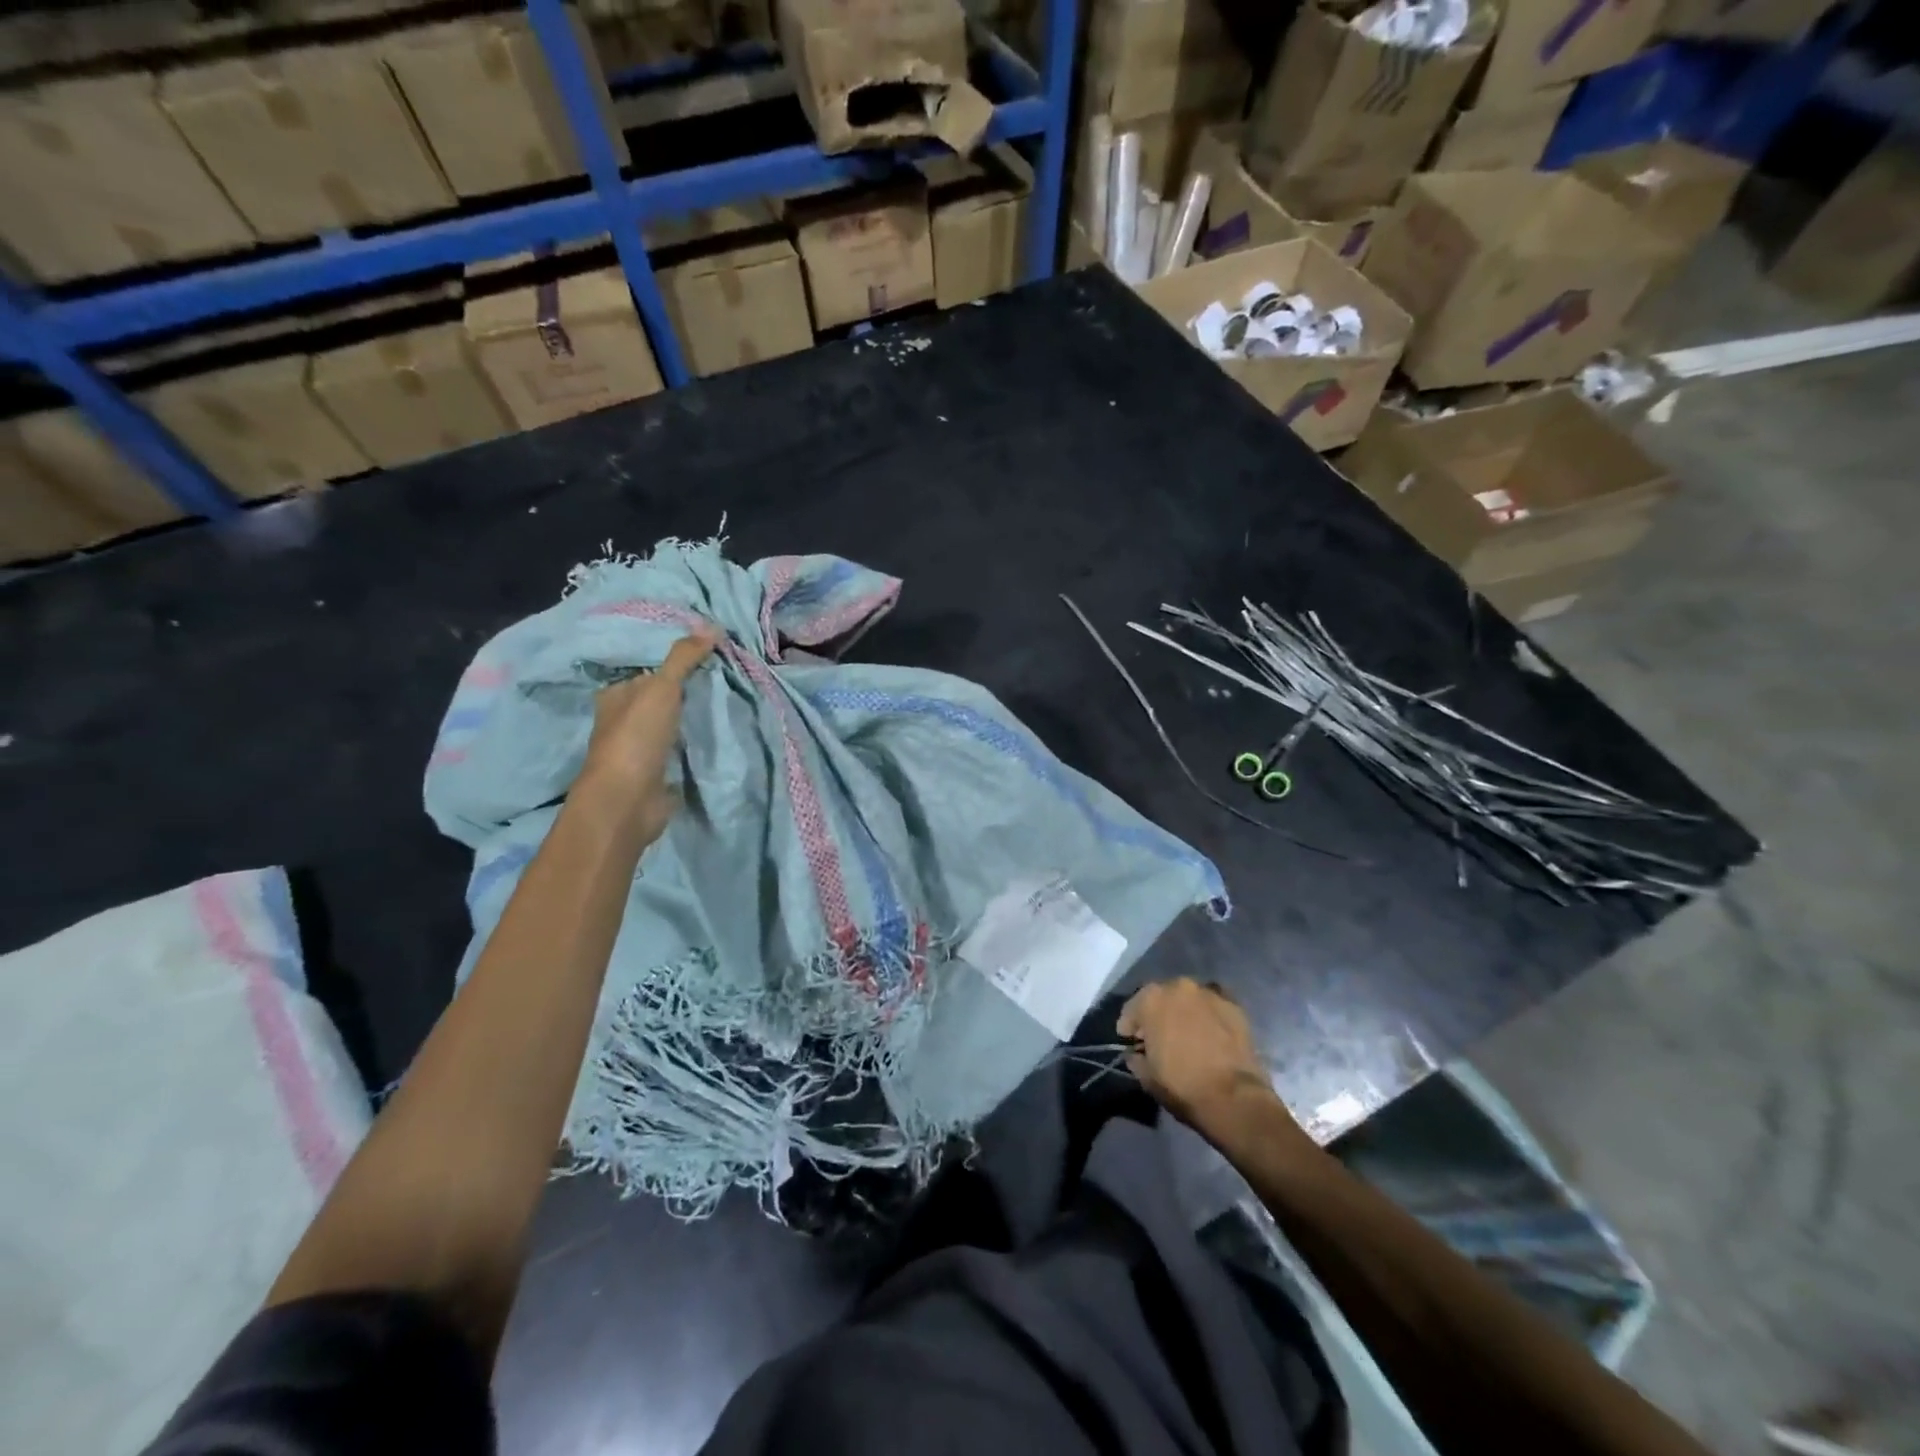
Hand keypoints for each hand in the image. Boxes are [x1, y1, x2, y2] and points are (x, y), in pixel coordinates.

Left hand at [579, 630, 717, 839]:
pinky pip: (681, 752)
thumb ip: (683, 658)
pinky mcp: (656, 775)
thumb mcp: (662, 687)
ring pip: (671, 725)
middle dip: (686, 691)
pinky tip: (718, 738)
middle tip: (726, 678)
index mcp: (615, 696)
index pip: (646, 671)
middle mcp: (623, 721)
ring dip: (693, 719)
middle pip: (659, 699)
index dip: (673, 662)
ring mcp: (639, 751)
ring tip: (728, 704)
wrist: (628, 801)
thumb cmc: (637, 737)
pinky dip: (696, 745)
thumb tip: (712, 625)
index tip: (709, 656)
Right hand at [1118, 978, 1290, 1140]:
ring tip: (1188, 1034)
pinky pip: (1214, 1008)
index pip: (1132, 1010)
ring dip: (1184, 1012)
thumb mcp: (1146, 1076)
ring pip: (1189, 1000)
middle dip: (1158, 1015)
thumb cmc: (1181, 1085)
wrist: (1233, 1098)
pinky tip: (1211, 1035)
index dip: (1130, 1028)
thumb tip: (1137, 1053)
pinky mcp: (1235, 1006)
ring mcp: (1209, 993)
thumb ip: (1136, 1057)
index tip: (1131, 1042)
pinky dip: (1209, 1017)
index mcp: (1151, 999)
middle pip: (1162, 998)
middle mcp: (1179, 986)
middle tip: (1159, 1037)